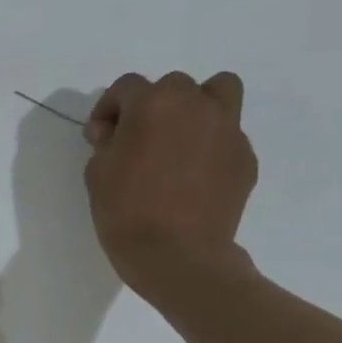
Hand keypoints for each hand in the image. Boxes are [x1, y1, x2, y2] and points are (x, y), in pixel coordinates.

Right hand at [83, 71, 258, 301]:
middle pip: (173, 86)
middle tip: (139, 140)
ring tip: (181, 138)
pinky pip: (227, 137)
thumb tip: (115, 132)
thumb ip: (106, 143)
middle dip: (153, 106)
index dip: (108, 109)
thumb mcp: (97, 174)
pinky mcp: (244, 158)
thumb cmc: (126, 213)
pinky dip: (210, 146)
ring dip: (197, 106)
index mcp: (154, 104)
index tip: (101, 136)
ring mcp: (227, 130)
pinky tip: (195, 177)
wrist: (177, 256)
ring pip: (219, 92)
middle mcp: (195, 106)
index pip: (126, 87)